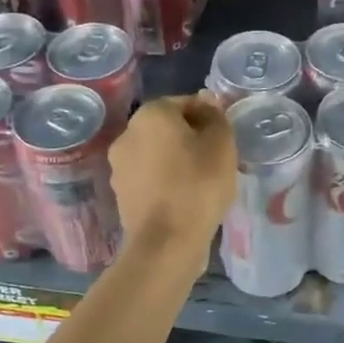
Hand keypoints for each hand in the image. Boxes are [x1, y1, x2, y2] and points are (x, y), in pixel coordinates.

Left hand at [109, 95, 236, 249]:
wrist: (167, 242)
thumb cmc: (198, 183)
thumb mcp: (221, 143)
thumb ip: (215, 116)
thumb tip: (205, 100)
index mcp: (150, 114)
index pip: (185, 103)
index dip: (208, 117)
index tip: (224, 138)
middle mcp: (127, 134)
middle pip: (167, 129)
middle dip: (190, 139)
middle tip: (217, 159)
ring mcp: (119, 167)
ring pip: (157, 154)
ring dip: (177, 161)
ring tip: (203, 182)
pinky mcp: (121, 195)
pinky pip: (150, 179)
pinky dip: (166, 183)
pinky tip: (185, 199)